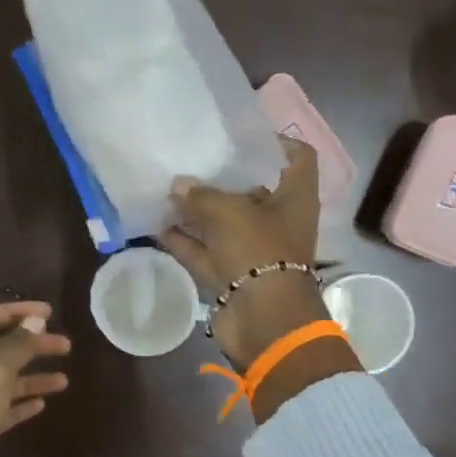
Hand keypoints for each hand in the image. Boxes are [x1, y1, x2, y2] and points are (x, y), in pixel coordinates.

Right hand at [160, 137, 330, 368]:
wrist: (263, 320)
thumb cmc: (259, 252)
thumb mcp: (229, 212)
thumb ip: (201, 195)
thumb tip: (178, 186)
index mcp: (294, 198)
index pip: (297, 158)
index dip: (275, 142)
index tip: (241, 136)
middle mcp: (278, 220)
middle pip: (253, 190)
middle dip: (223, 177)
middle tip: (192, 159)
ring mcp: (253, 250)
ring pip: (224, 223)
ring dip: (198, 210)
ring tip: (167, 190)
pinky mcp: (231, 274)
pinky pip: (206, 251)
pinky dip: (185, 240)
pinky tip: (158, 225)